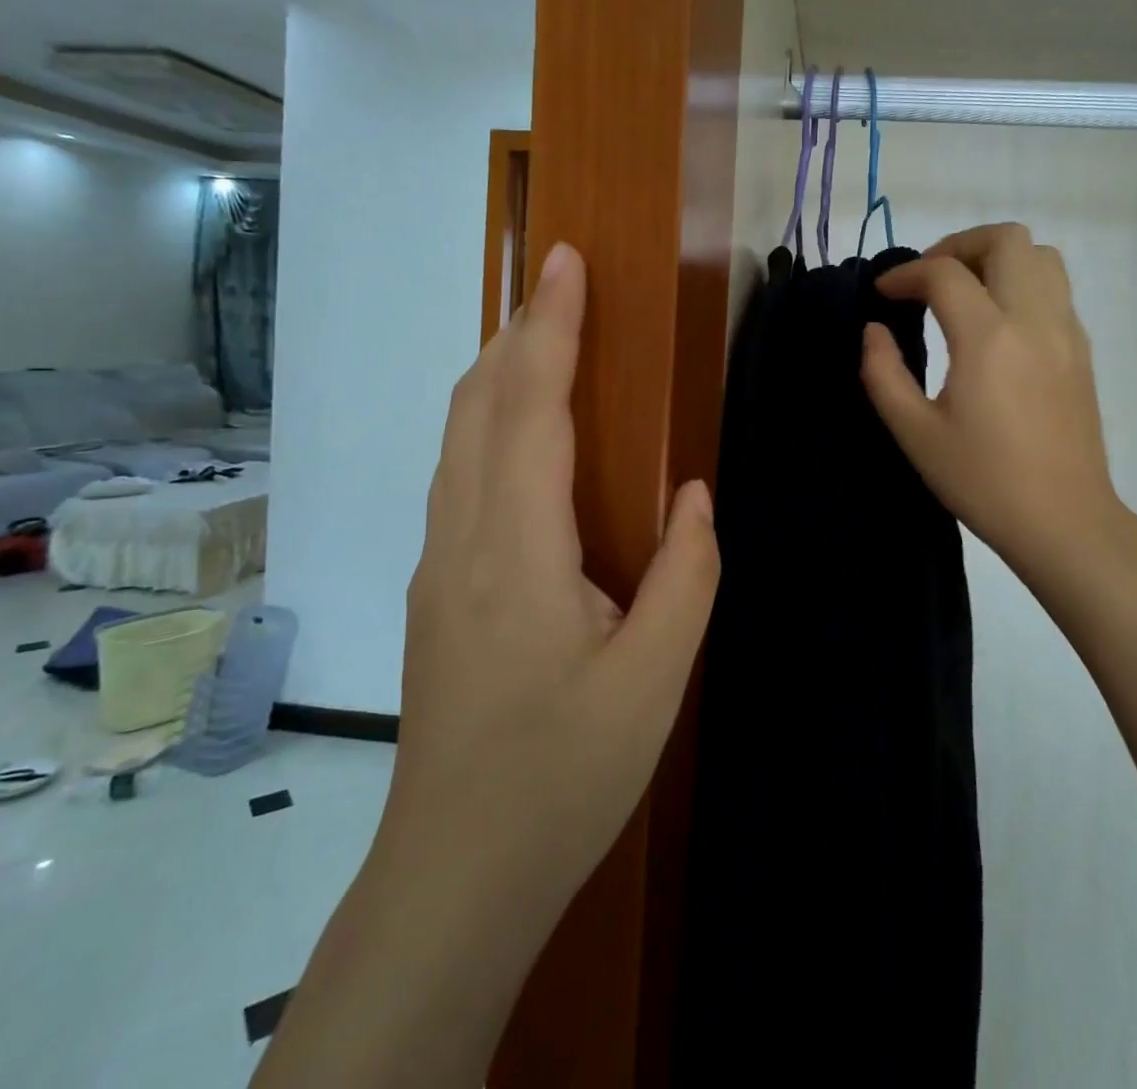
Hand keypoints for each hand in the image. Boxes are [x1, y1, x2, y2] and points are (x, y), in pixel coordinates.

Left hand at [256, 242, 719, 1088]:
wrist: (457, 872)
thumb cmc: (564, 775)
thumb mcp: (654, 679)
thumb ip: (687, 573)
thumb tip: (695, 494)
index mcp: (517, 551)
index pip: (527, 408)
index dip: (549, 328)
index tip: (566, 263)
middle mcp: (463, 539)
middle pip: (476, 407)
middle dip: (518, 333)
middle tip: (561, 283)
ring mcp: (440, 564)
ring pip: (458, 439)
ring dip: (498, 374)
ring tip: (544, 338)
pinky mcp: (440, 589)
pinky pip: (460, 476)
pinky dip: (490, 423)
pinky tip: (524, 434)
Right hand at [861, 223, 1119, 588]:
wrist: (1062, 520)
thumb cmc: (982, 480)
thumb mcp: (914, 432)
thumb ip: (883, 373)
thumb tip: (875, 331)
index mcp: (988, 338)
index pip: (944, 274)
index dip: (905, 274)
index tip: (883, 294)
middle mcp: (1034, 319)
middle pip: (1005, 239)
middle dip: (957, 245)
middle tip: (928, 280)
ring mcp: (1066, 331)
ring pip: (1040, 255)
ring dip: (996, 258)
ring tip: (964, 292)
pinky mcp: (1082, 350)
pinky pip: (1055, 288)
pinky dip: (1020, 283)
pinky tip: (996, 324)